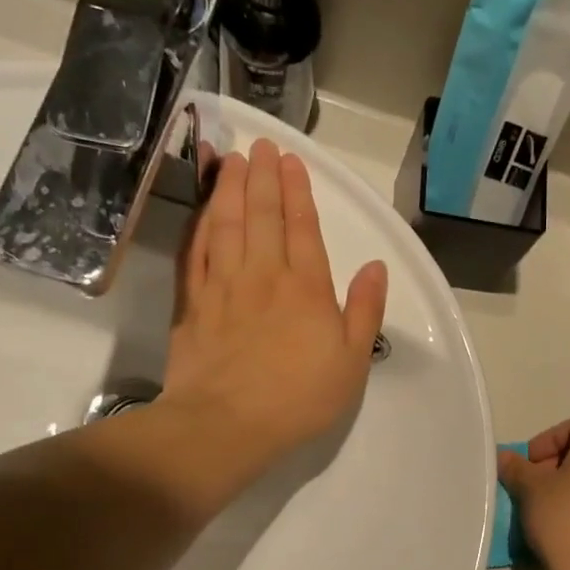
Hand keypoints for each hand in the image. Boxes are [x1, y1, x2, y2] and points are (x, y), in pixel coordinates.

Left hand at [155, 138, 388, 510]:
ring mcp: (223, 286)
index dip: (298, 191)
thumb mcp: (352, 362)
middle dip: (263, 177)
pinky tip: (202, 208)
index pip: (303, 227)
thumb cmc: (299, 397)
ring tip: (232, 159)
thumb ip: (365, 311)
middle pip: (263, 215)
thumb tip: (376, 268)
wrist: (227, 424)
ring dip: (231, 189)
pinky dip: (200, 224)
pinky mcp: (193, 303)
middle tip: (261, 145)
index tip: (291, 161)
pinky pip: (196, 251)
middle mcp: (264, 275)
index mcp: (306, 288)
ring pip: (226, 224)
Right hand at [498, 416, 569, 569]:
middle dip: (553, 462)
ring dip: (566, 482)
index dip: (544, 442)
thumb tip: (505, 457)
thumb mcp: (531, 490)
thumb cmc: (565, 519)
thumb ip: (516, 467)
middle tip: (531, 486)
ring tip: (544, 506)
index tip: (526, 467)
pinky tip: (564, 523)